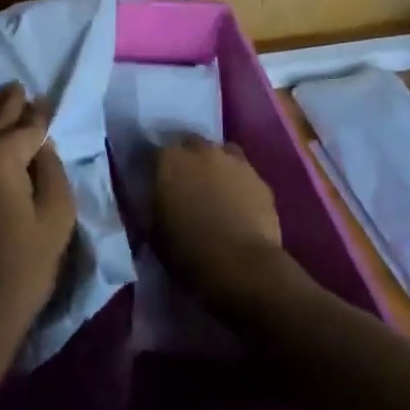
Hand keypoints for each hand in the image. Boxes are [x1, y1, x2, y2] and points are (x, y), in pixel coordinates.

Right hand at [153, 135, 286, 304]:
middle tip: (182, 180)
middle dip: (184, 156)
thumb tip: (150, 199)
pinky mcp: (260, 179)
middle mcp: (201, 150)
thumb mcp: (154, 231)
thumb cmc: (188, 251)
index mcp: (169, 160)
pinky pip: (243, 173)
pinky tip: (237, 201)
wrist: (242, 266)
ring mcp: (234, 162)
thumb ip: (150, 206)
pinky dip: (237, 181)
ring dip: (213, 163)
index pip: (151, 149)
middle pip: (188, 142)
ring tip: (212, 186)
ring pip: (220, 152)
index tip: (149, 177)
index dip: (150, 164)